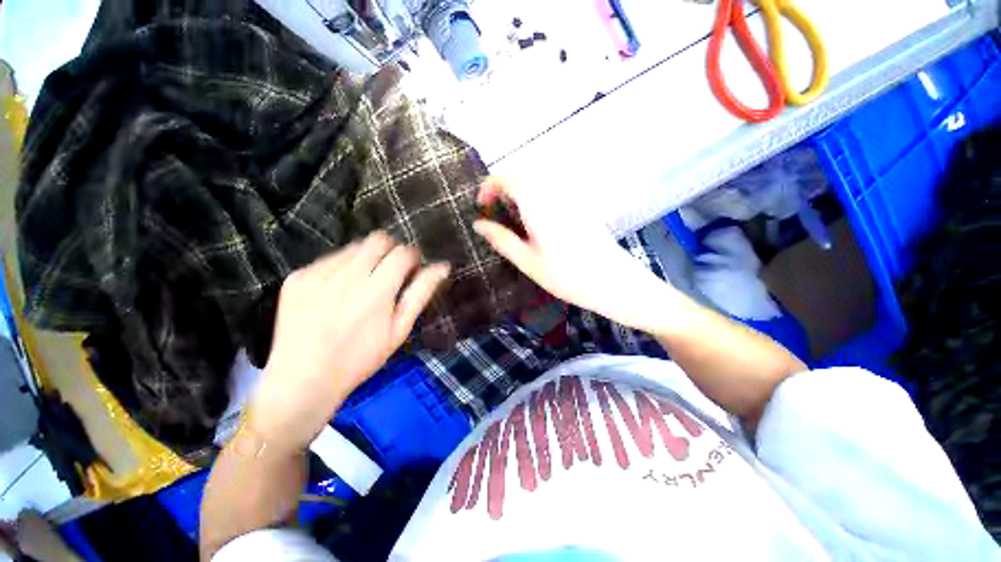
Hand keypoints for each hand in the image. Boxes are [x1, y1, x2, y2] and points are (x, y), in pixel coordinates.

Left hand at [249, 232, 449, 452]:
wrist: (302, 380)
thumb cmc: (360, 358)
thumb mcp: (399, 330)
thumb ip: (421, 294)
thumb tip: (442, 267)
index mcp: (376, 292)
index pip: (403, 253)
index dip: (413, 256)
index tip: (412, 269)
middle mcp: (346, 276)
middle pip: (378, 239)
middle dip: (392, 250)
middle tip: (391, 273)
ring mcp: (316, 274)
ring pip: (354, 246)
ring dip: (367, 258)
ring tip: (363, 284)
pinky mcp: (296, 277)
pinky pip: (329, 259)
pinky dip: (343, 267)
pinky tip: (338, 291)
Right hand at [474, 177, 678, 334]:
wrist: (614, 283)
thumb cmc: (568, 277)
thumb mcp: (528, 262)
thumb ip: (502, 240)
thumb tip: (478, 224)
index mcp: (540, 206)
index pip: (510, 177)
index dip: (490, 185)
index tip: (482, 205)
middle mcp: (555, 194)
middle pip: (523, 174)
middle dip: (503, 186)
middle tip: (494, 211)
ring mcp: (570, 198)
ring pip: (537, 181)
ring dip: (518, 191)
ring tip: (511, 216)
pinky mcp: (579, 206)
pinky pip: (551, 190)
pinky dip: (534, 197)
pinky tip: (534, 221)